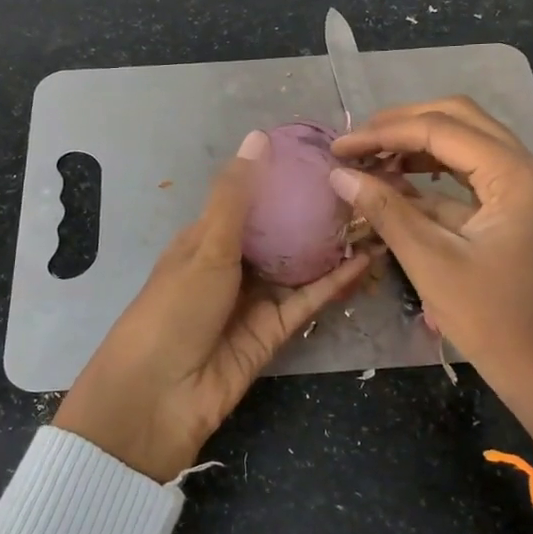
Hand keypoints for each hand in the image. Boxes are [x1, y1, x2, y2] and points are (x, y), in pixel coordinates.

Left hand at [54, 130, 372, 480]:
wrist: (158, 397)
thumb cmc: (174, 308)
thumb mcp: (205, 245)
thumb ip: (236, 196)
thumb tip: (259, 136)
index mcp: (206, 239)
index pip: (248, 200)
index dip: (280, 178)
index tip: (321, 154)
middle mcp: (233, 265)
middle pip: (279, 233)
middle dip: (313, 212)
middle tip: (360, 184)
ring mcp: (255, 299)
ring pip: (300, 265)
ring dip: (331, 244)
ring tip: (373, 215)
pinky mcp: (275, 331)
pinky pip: (308, 299)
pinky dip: (334, 281)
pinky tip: (366, 258)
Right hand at [330, 97, 532, 447]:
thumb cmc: (492, 319)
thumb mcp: (430, 262)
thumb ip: (385, 210)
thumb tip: (339, 174)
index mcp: (513, 174)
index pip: (440, 129)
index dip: (383, 133)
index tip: (338, 148)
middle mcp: (524, 167)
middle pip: (458, 119)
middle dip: (402, 125)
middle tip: (356, 143)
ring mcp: (522, 188)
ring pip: (464, 143)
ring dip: (416, 146)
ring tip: (370, 160)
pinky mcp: (514, 209)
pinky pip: (468, 175)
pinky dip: (431, 175)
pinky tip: (395, 185)